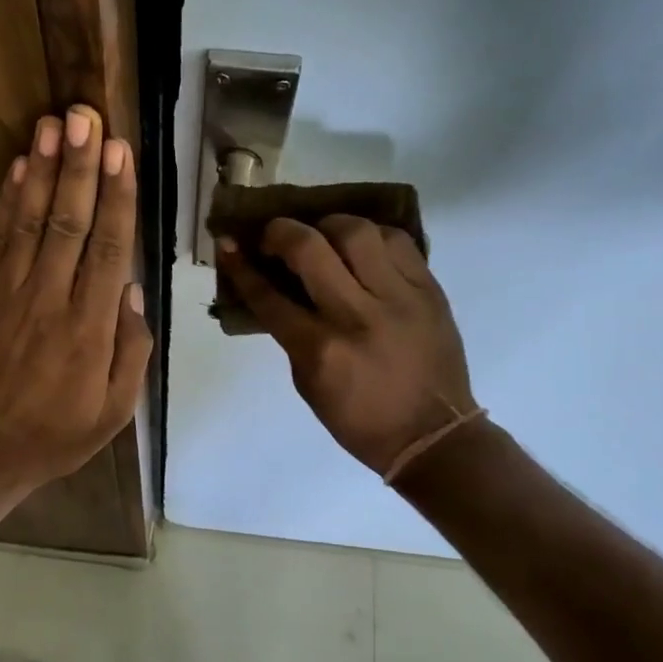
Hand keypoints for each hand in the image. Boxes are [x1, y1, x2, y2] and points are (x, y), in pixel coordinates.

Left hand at [0, 106, 150, 502]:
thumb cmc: (57, 433)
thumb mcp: (115, 410)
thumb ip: (131, 349)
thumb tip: (132, 289)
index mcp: (89, 329)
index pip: (108, 249)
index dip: (116, 197)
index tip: (121, 153)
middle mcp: (49, 300)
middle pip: (69, 222)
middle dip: (80, 166)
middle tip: (87, 117)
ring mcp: (7, 294)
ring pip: (30, 221)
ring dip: (42, 170)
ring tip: (53, 125)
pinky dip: (7, 201)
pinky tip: (18, 167)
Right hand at [217, 216, 476, 476]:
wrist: (433, 435)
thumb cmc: (360, 419)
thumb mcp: (309, 384)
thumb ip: (291, 333)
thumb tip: (277, 286)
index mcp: (321, 349)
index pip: (269, 295)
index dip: (241, 266)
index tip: (228, 246)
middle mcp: (357, 316)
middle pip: (310, 248)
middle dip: (281, 232)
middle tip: (275, 236)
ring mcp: (398, 298)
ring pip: (357, 232)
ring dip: (329, 226)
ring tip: (323, 236)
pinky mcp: (429, 290)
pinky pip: (398, 241)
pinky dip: (372, 235)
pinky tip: (362, 246)